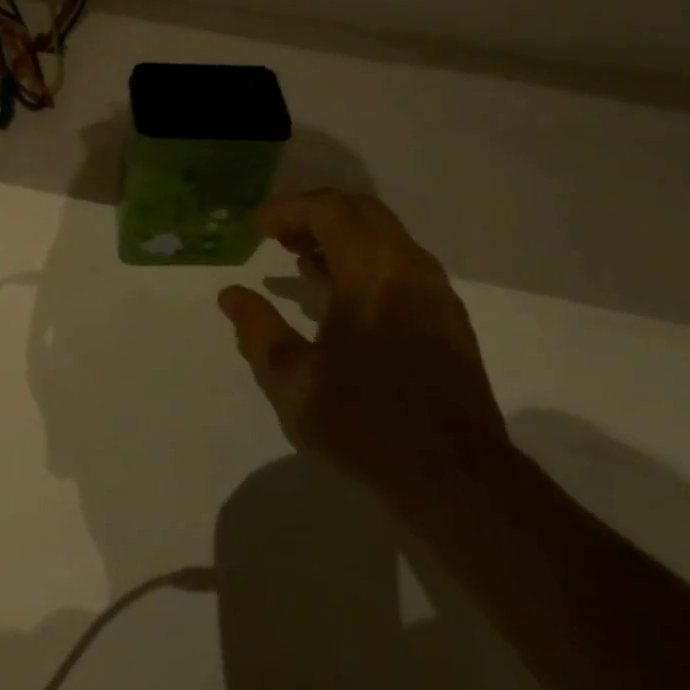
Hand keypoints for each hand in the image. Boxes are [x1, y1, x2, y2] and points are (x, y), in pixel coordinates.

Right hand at [218, 190, 511, 529]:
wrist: (458, 479)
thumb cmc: (367, 423)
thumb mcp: (293, 381)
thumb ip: (257, 329)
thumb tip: (231, 295)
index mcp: (372, 272)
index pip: (328, 209)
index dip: (287, 209)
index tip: (257, 228)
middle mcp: (408, 266)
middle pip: (360, 210)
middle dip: (314, 214)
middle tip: (279, 237)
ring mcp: (435, 290)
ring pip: (384, 234)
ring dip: (341, 236)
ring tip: (304, 264)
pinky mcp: (449, 315)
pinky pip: (401, 262)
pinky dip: (366, 259)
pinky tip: (344, 298)